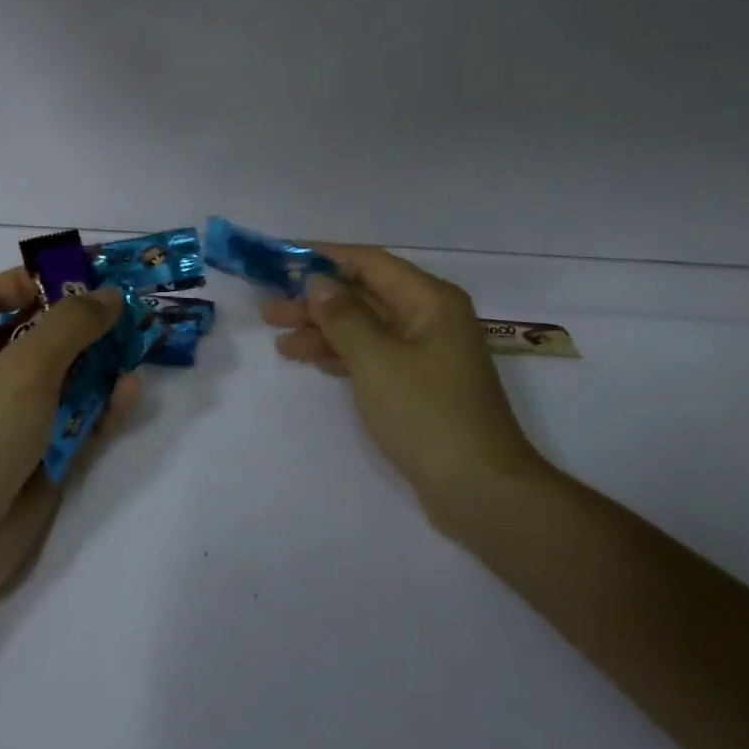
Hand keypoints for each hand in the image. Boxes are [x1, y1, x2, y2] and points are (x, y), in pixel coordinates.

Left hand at [0, 269, 139, 603]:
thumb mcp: (25, 364)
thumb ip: (72, 324)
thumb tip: (110, 294)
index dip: (33, 279)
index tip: (81, 277)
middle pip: (43, 334)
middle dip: (85, 321)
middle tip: (131, 309)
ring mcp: (20, 417)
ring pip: (69, 378)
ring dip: (102, 363)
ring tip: (141, 345)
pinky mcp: (44, 455)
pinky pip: (81, 420)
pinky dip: (104, 407)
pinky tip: (130, 393)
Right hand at [260, 245, 544, 520]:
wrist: (481, 491)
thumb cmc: (428, 414)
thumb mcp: (377, 360)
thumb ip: (343, 316)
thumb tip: (318, 282)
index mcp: (430, 300)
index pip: (368, 262)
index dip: (322, 257)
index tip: (279, 259)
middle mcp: (429, 317)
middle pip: (364, 294)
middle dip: (316, 298)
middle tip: (268, 306)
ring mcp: (424, 353)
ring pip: (364, 326)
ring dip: (322, 328)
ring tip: (277, 335)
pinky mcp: (417, 385)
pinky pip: (371, 355)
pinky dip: (339, 354)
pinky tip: (307, 358)